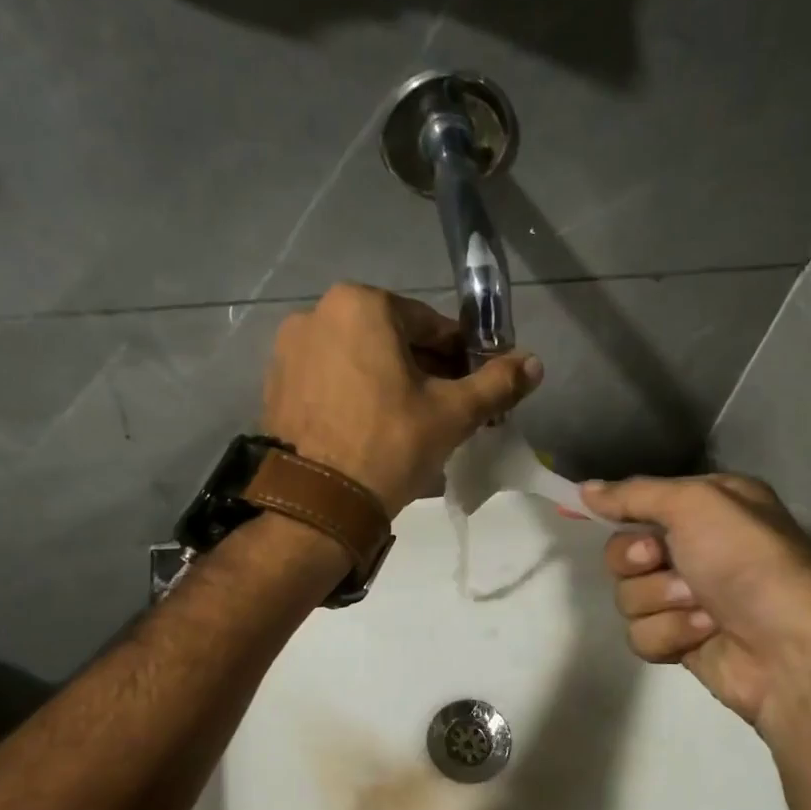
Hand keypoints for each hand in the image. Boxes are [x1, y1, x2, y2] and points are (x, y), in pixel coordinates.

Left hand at [262, 285, 542, 514]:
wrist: (316, 504)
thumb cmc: (389, 445)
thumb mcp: (452, 413)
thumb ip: (496, 383)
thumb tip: (535, 362)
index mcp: (361, 305)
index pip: (431, 325)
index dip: (460, 356)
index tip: (474, 385)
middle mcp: (318, 314)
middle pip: (392, 340)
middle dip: (424, 370)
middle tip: (446, 409)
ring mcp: (289, 350)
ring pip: (360, 359)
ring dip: (390, 382)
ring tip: (411, 424)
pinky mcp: (275, 384)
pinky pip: (330, 379)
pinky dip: (355, 394)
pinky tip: (371, 429)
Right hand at [580, 474, 810, 746]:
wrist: (789, 650)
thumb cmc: (749, 562)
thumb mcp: (696, 505)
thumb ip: (635, 494)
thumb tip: (584, 490)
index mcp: (708, 506)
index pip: (640, 501)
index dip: (616, 511)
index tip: (585, 515)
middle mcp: (697, 547)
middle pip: (623, 551)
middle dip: (637, 559)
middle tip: (661, 559)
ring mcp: (687, 597)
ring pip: (628, 595)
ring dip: (660, 600)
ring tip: (701, 607)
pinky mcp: (681, 639)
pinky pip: (641, 632)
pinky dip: (670, 633)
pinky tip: (704, 634)